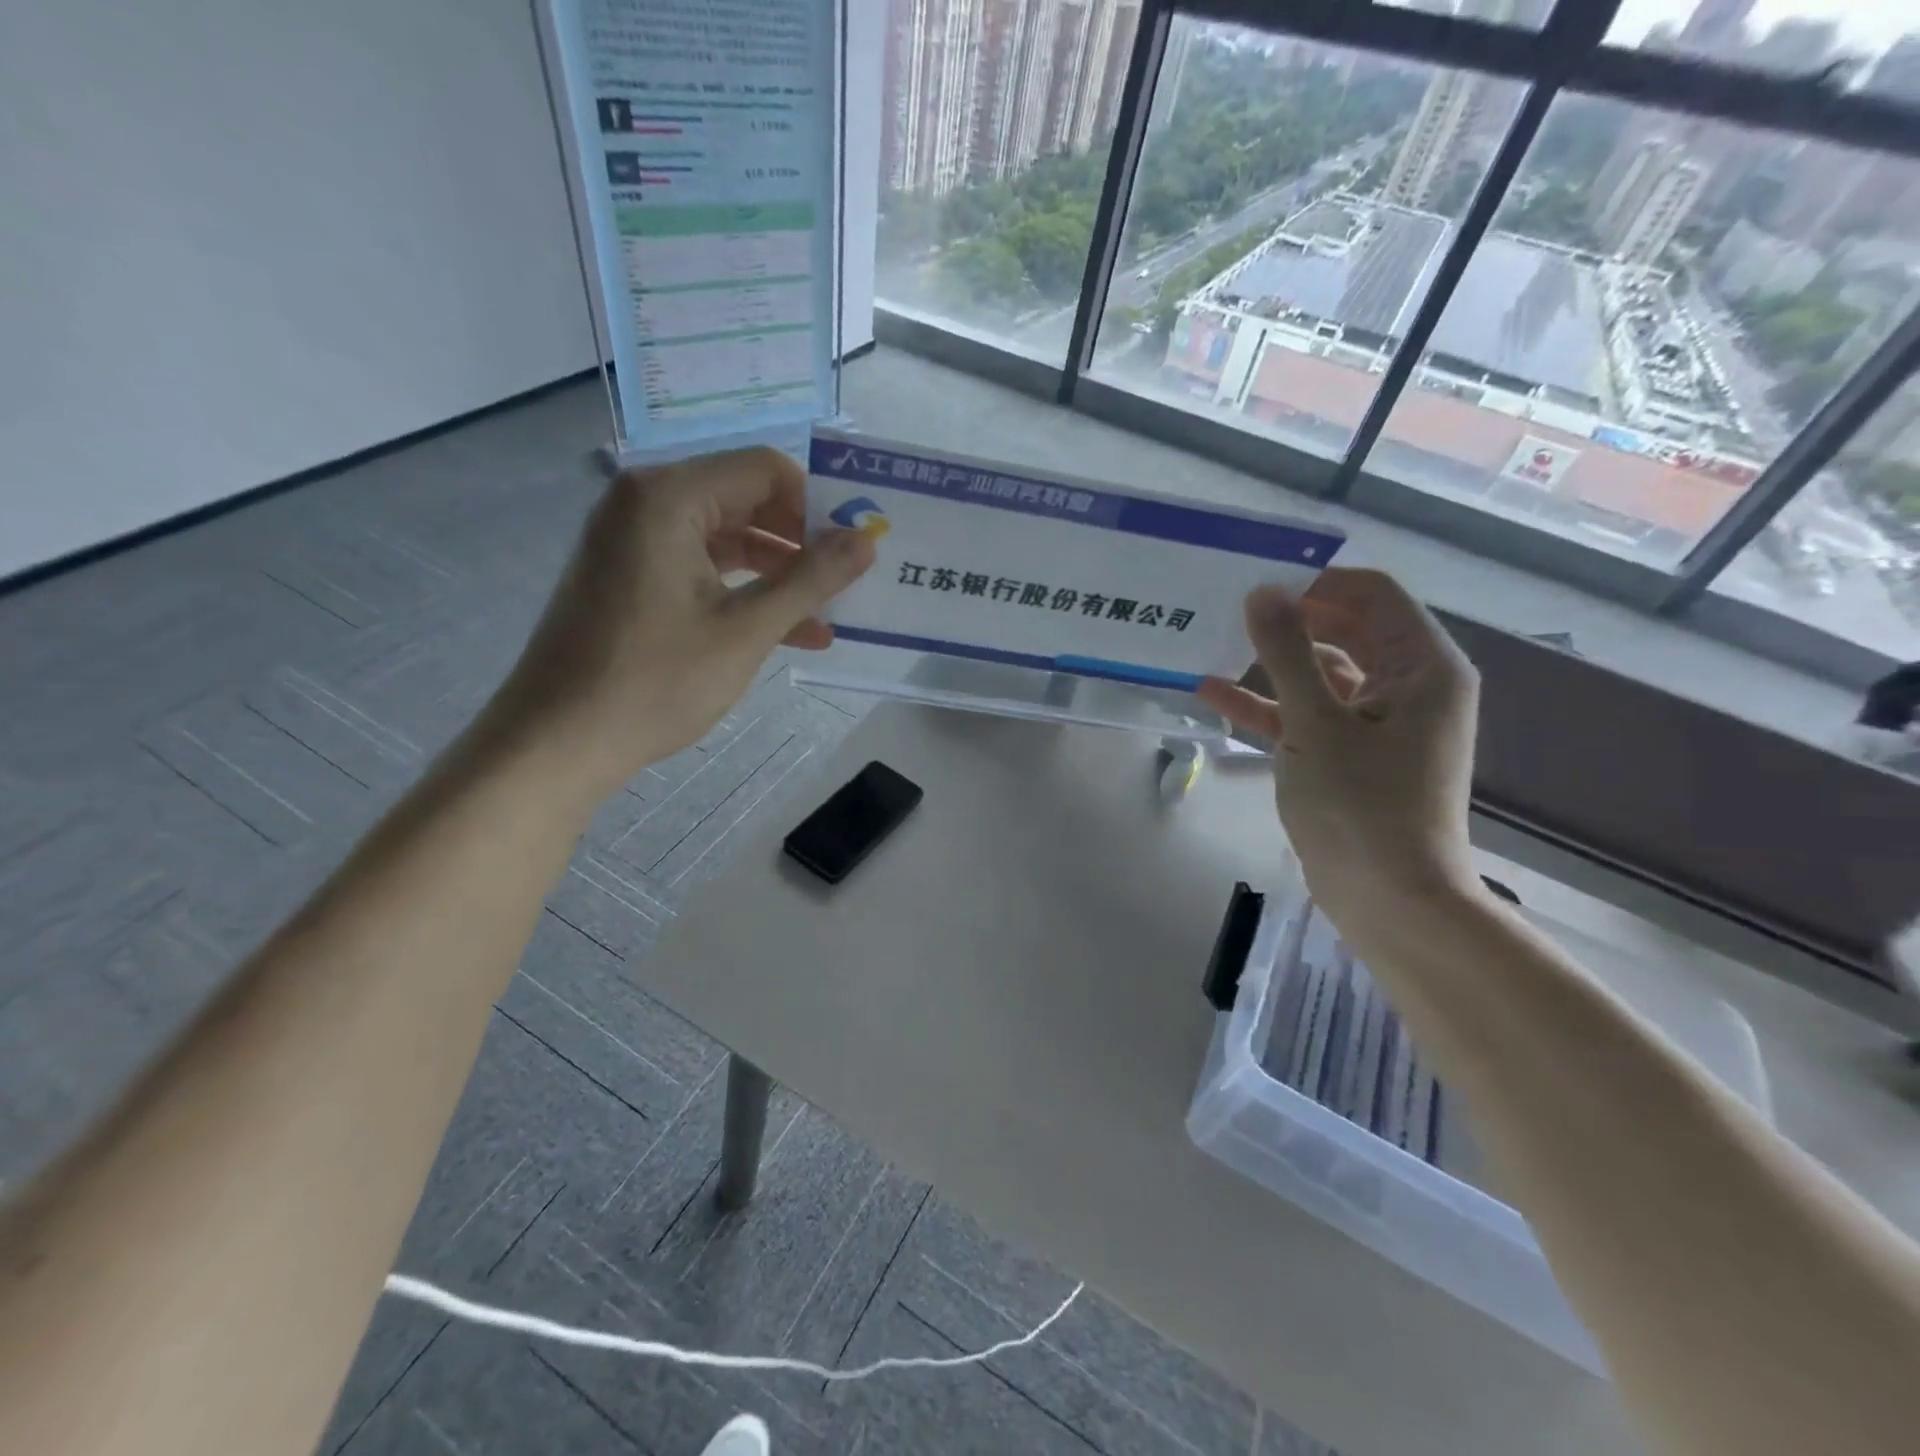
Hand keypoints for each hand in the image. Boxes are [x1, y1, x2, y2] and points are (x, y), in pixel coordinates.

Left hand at [485, 447, 873, 800]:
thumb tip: (867, 540)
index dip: (816, 504)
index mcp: (668, 497)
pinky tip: (789, 632)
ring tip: (829, 615)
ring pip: (727, 538)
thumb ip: (810, 579)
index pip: (764, 469)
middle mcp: (646, 503)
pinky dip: (744, 592)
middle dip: (801, 541)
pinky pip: (702, 568)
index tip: (853, 548)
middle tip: (848, 581)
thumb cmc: (655, 681)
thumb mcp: (746, 630)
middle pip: (746, 499)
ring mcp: (634, 541)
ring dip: (779, 573)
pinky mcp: (631, 577)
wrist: (558, 741)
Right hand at [1196, 569, 1481, 938]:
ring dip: (1271, 664)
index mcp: (1422, 667)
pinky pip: (1309, 714)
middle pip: (1345, 630)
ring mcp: (1378, 722)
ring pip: (1320, 674)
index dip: (1317, 582)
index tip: (1258, 581)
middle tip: (1228, 607)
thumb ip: (1287, 653)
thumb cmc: (1361, 806)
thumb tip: (1262, 592)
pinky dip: (1269, 705)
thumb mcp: (1316, 723)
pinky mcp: (1350, 753)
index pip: (1373, 594)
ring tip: (1212, 645)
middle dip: (1289, 620)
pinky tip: (1215, 695)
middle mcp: (1407, 685)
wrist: (1388, 899)